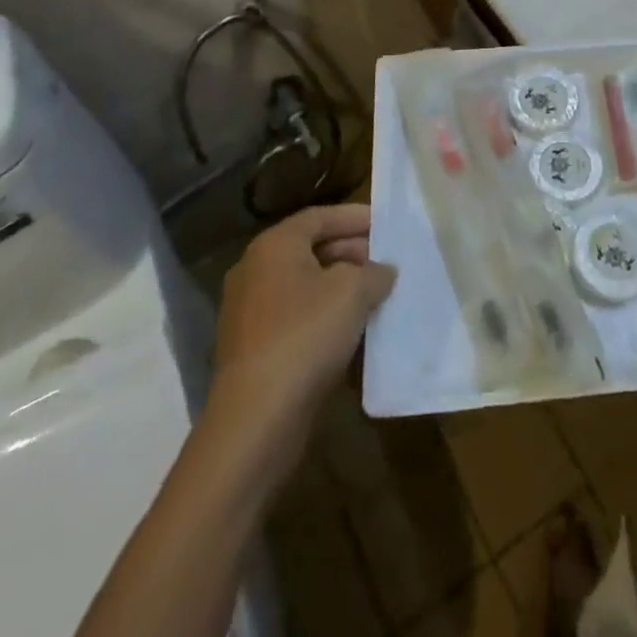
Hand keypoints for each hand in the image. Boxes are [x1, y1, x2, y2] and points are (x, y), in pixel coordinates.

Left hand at [212, 204, 396, 436]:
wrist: (257, 419)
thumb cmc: (305, 335)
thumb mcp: (353, 291)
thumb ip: (373, 272)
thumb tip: (382, 271)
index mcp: (274, 245)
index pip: (320, 216)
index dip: (355, 217)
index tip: (386, 223)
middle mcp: (255, 270)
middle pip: (310, 248)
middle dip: (351, 251)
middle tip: (385, 260)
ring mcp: (249, 312)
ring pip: (304, 285)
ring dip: (340, 286)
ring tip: (376, 295)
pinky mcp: (253, 348)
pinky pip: (296, 317)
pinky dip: (324, 315)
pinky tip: (353, 330)